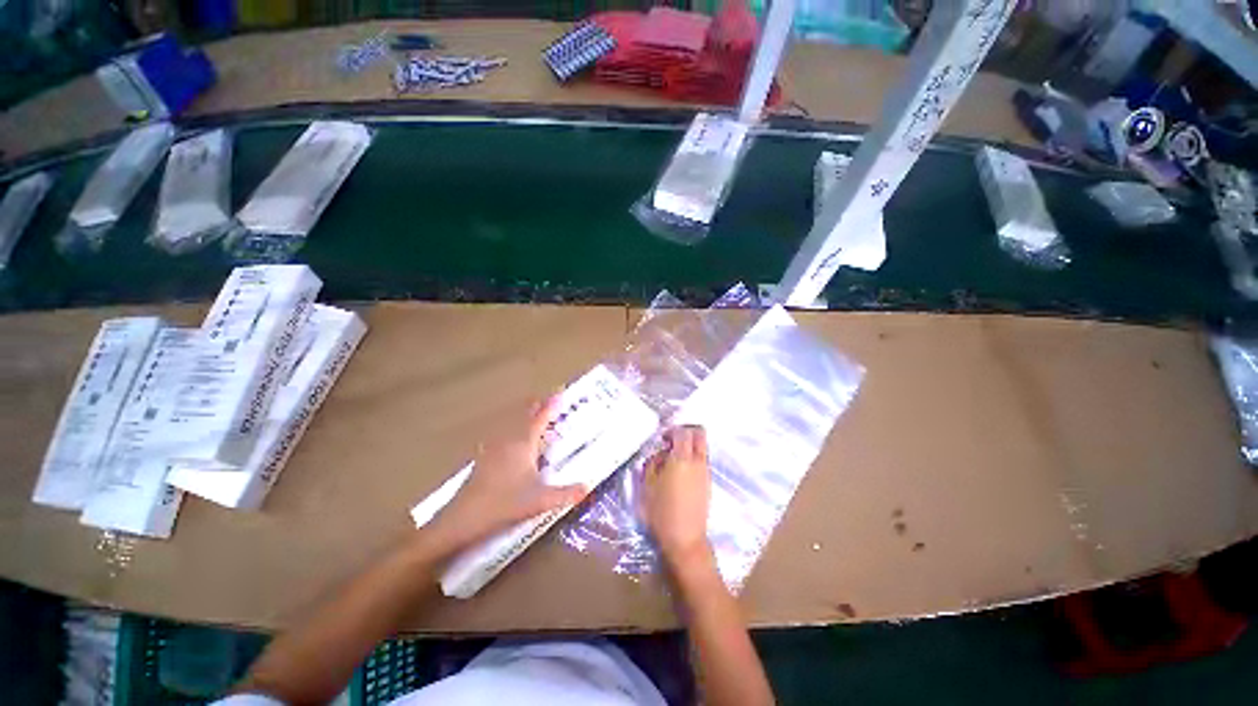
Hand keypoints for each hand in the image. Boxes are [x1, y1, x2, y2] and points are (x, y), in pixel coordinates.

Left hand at [431, 396, 585, 549]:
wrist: (469, 513)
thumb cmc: (507, 503)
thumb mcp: (542, 501)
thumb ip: (566, 494)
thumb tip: (587, 487)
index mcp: (523, 445)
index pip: (539, 419)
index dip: (551, 406)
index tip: (560, 393)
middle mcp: (506, 441)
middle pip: (522, 418)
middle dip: (535, 408)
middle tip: (546, 402)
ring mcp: (491, 449)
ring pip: (508, 426)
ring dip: (521, 419)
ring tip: (529, 418)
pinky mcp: (482, 460)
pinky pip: (499, 438)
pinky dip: (509, 434)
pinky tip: (506, 443)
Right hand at [641, 426, 712, 564]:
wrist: (684, 538)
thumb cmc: (660, 513)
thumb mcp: (647, 487)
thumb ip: (652, 465)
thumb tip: (660, 455)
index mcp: (682, 459)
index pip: (683, 432)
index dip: (672, 430)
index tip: (662, 438)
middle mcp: (698, 462)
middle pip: (699, 435)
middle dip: (686, 433)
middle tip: (670, 442)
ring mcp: (705, 474)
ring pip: (702, 449)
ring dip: (688, 448)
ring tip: (670, 462)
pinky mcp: (707, 485)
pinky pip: (701, 463)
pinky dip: (691, 461)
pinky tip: (677, 476)